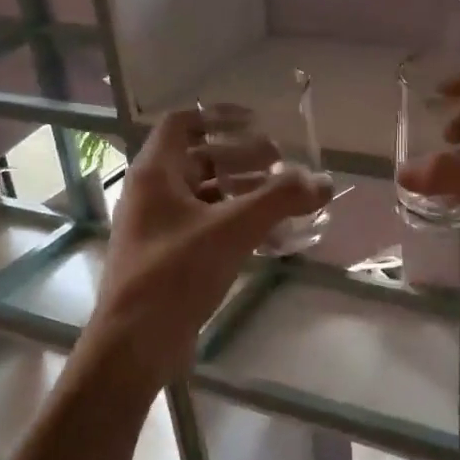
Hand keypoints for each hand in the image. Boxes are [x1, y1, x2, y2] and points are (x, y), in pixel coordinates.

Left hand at [88, 111, 330, 384]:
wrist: (135, 343)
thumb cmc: (176, 273)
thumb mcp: (232, 229)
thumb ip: (280, 199)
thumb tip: (324, 180)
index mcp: (155, 173)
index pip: (183, 122)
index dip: (220, 115)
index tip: (259, 123)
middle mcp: (152, 193)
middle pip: (199, 157)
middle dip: (242, 156)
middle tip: (281, 164)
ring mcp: (158, 226)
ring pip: (205, 193)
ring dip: (243, 190)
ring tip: (283, 197)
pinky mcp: (168, 256)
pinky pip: (206, 224)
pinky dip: (236, 221)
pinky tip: (270, 235)